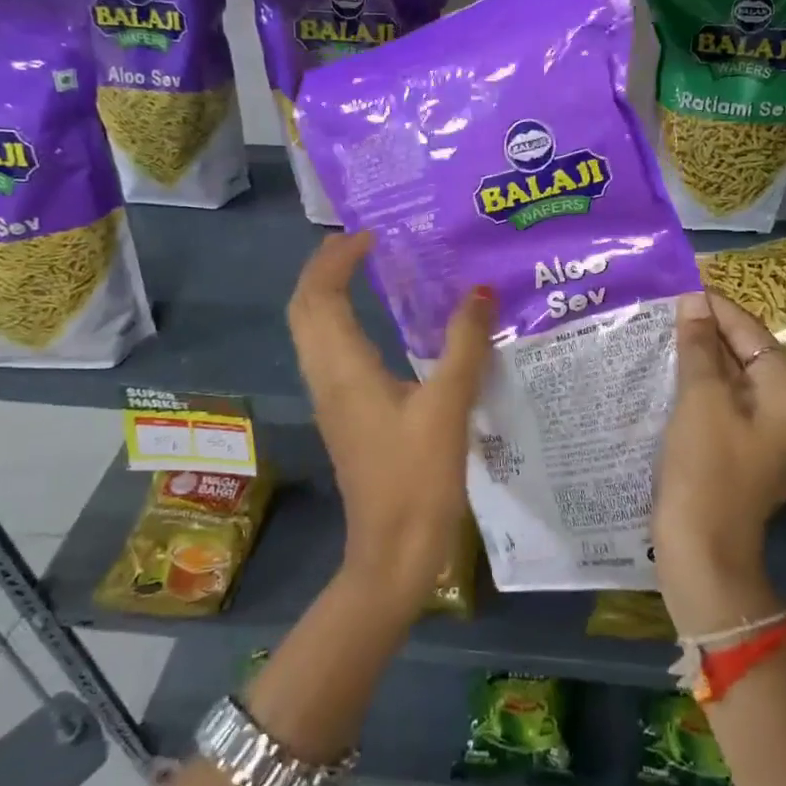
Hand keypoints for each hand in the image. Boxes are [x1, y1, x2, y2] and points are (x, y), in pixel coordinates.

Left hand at [287, 232, 495, 617]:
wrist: (393, 552)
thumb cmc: (417, 478)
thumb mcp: (448, 406)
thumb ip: (465, 345)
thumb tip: (480, 292)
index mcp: (343, 369)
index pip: (318, 296)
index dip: (335, 258)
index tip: (371, 234)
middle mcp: (327, 378)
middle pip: (305, 309)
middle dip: (325, 268)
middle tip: (364, 242)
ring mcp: (332, 399)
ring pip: (314, 332)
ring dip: (331, 294)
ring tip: (371, 271)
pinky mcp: (346, 416)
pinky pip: (331, 353)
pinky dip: (344, 322)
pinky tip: (383, 327)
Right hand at [653, 291, 785, 632]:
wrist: (702, 555)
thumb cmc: (706, 471)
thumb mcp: (700, 400)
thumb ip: (698, 347)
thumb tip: (694, 301)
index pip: (754, 335)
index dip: (717, 308)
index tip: (682, 285)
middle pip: (748, 358)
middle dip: (708, 335)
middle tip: (666, 310)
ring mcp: (772, 441)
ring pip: (735, 385)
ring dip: (701, 362)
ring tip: (664, 337)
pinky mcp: (747, 458)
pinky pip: (727, 410)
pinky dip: (702, 391)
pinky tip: (672, 379)